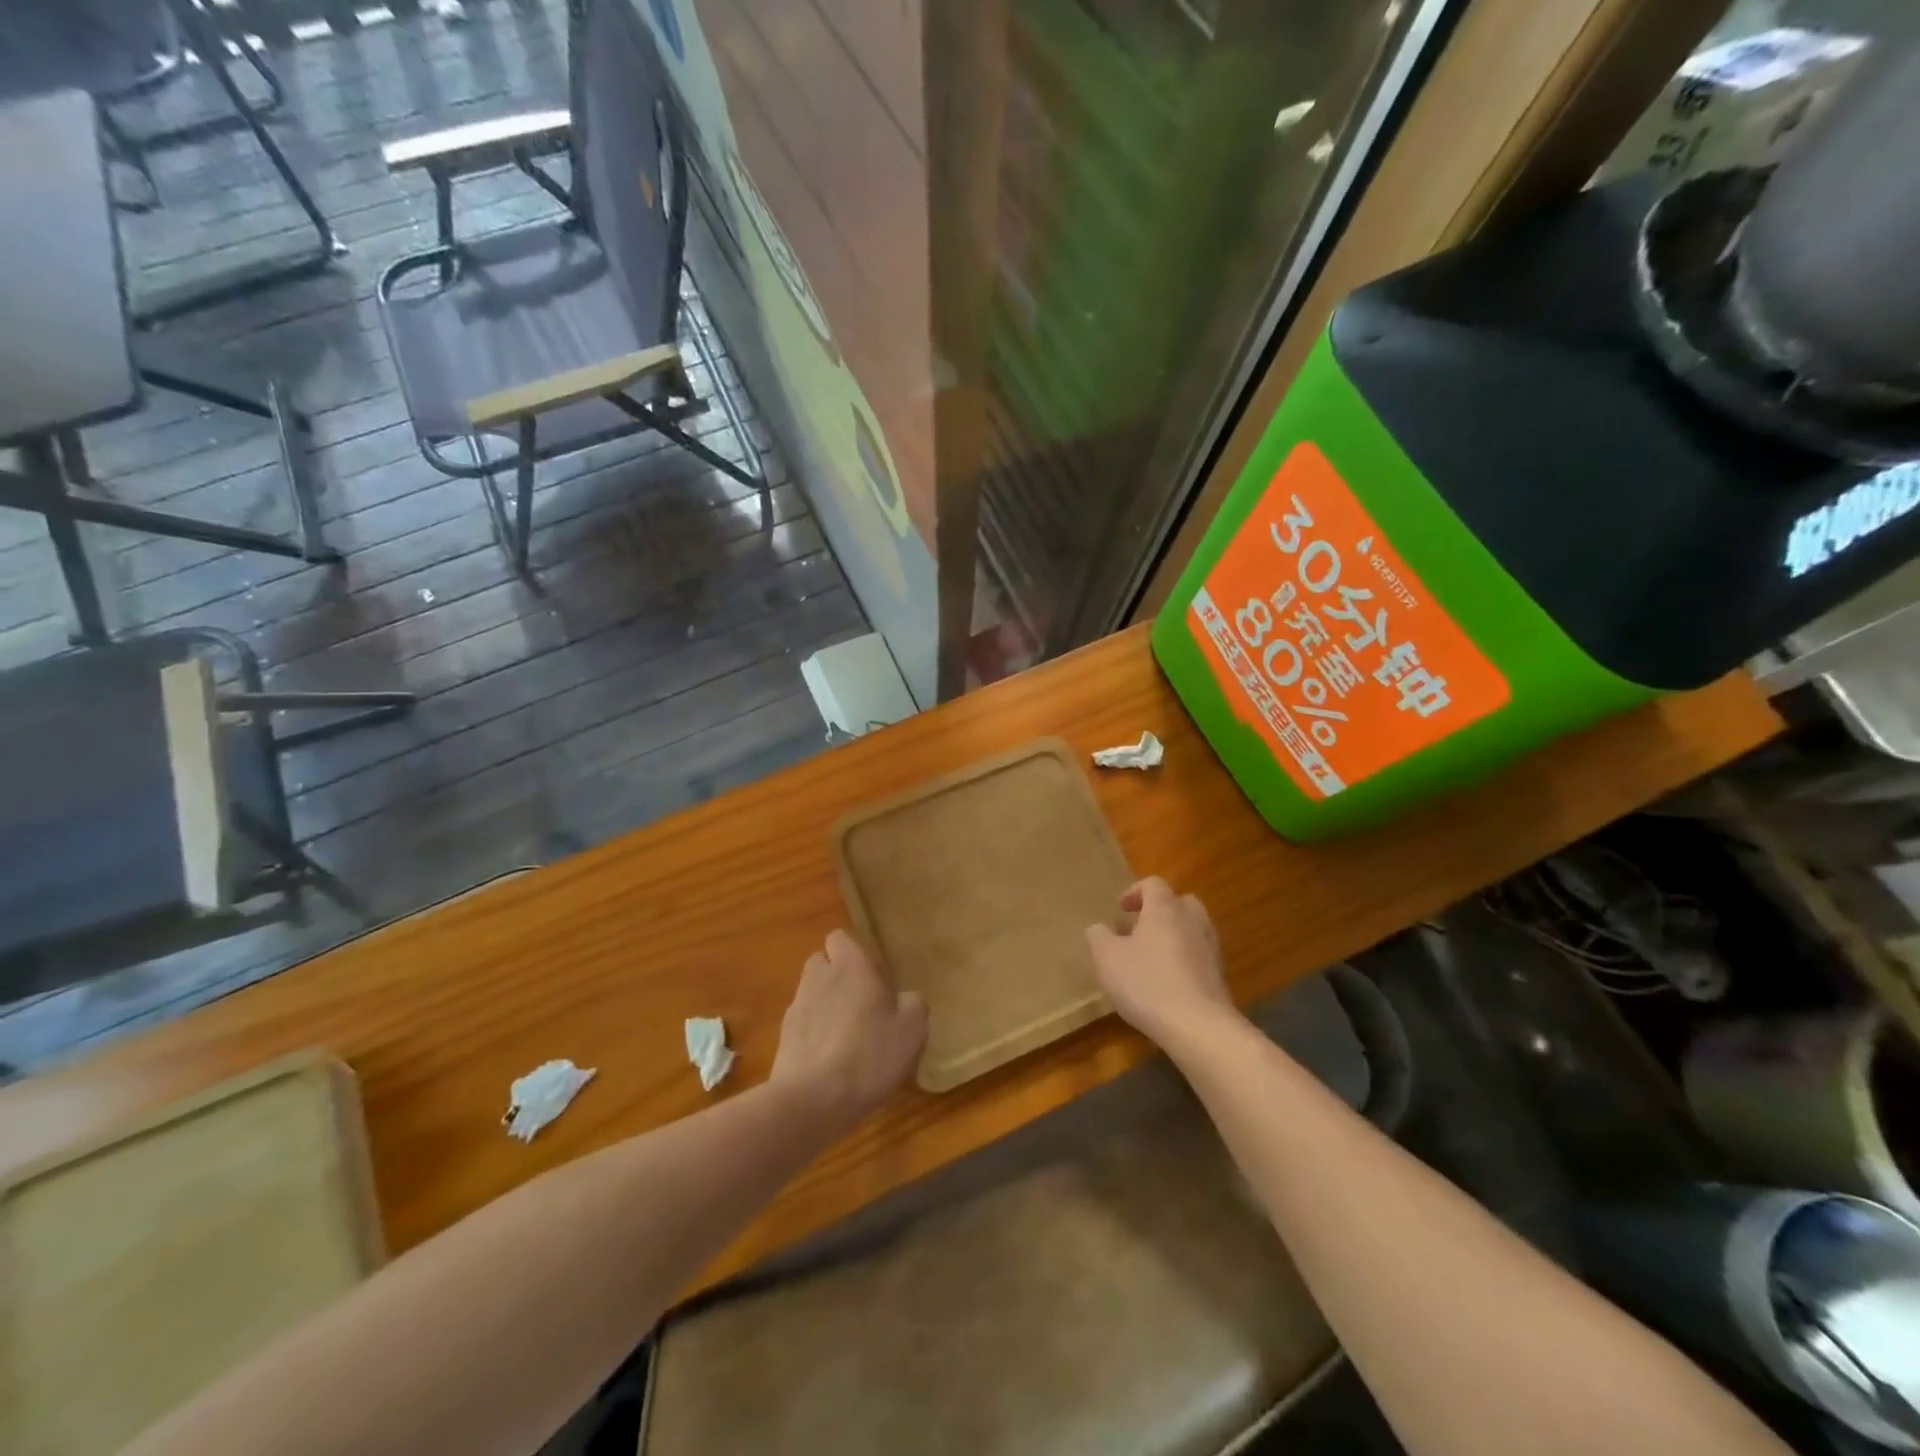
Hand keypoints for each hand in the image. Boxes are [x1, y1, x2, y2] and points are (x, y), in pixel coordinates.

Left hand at [771, 930, 927, 1132]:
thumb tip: (905, 999)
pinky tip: (831, 1061)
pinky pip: (803, 1024)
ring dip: (825, 1005)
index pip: (841, 937)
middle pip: (822, 962)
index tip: (873, 975)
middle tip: (862, 1003)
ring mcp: (796, 1007)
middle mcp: (819, 977)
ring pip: (811, 993)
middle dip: (837, 976)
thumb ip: (913, 1004)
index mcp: (851, 965)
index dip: (855, 952)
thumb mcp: (912, 1029)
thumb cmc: (869, 1054)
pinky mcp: (783, 1038)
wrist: (812, 1100)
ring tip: (847, 1036)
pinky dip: (815, 1034)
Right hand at [1086, 877, 1235, 1047]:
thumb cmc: (1147, 983)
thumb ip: (1098, 937)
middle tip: (1140, 928)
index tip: (1120, 909)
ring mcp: (1210, 948)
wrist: (1199, 1026)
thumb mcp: (1107, 959)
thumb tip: (1098, 928)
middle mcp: (1192, 921)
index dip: (1134, 892)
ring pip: (1192, 929)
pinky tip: (1167, 982)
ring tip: (1152, 956)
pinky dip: (1184, 959)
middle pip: (1180, 902)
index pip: (1153, 884)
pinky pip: (1199, 955)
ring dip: (1173, 935)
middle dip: (1160, 911)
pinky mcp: (1219, 975)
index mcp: (1165, 909)